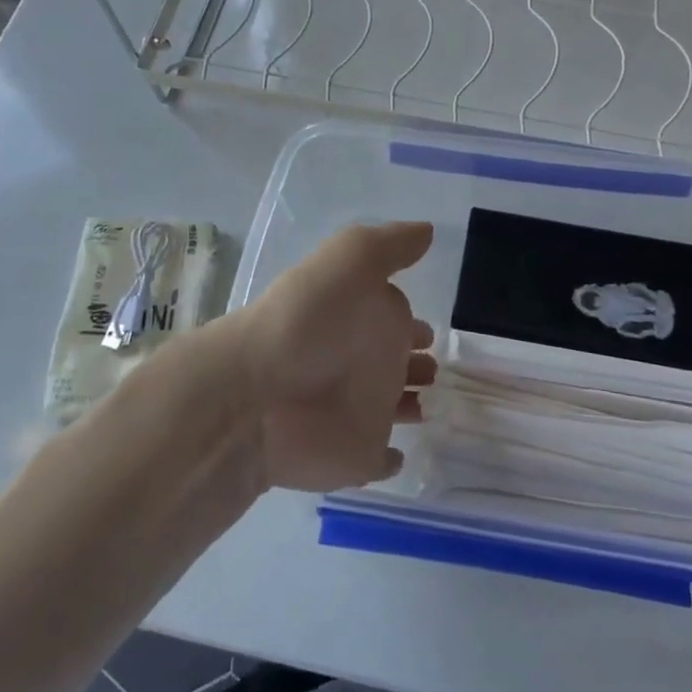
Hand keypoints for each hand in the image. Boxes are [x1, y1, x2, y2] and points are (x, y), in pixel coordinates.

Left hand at [231, 221, 435, 492]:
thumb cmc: (308, 321)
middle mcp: (364, 361)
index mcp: (365, 316)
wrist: (257, 395)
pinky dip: (391, 459)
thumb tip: (426, 230)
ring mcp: (361, 411)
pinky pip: (381, 461)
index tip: (431, 329)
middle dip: (418, 361)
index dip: (414, 321)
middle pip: (398, 361)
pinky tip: (401, 455)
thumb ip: (390, 244)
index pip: (397, 317)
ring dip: (412, 403)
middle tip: (434, 366)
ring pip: (395, 407)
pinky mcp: (358, 456)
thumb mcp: (348, 259)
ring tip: (429, 401)